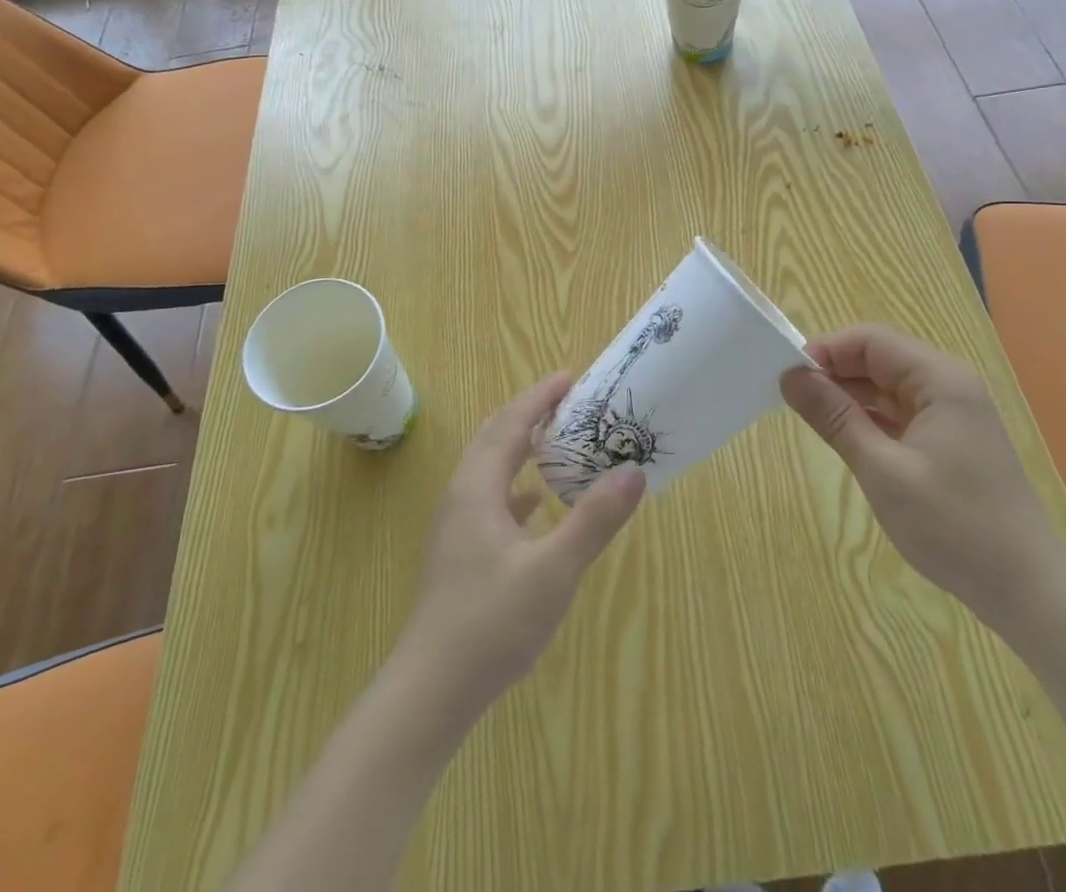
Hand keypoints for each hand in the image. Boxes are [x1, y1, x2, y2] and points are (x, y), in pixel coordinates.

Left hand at [398, 373, 645, 713]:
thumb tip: (633, 471)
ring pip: (489, 466)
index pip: (511, 423)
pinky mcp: (459, 551)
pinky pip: (489, 497)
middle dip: (529, 413)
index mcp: (478, 486)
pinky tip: (536, 503)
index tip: (570, 377)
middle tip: (568, 402)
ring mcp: (456, 524)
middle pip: (495, 436)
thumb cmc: (492, 622)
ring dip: (521, 446)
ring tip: (557, 442)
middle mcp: (462, 494)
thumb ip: (594, 519)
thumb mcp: (553, 570)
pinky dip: (515, 484)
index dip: (540, 396)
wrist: (431, 689)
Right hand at [779, 325, 1065, 634]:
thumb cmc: (955, 527)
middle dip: (834, 372)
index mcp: (939, 379)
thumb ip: (834, 417)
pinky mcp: (951, 440)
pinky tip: (846, 438)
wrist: (1030, 594)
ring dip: (849, 396)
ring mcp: (952, 413)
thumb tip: (790, 375)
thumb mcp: (882, 470)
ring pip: (886, 386)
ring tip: (812, 419)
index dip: (826, 351)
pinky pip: (899, 412)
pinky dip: (869, 418)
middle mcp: (948, 385)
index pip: (869, 340)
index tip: (788, 378)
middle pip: (878, 358)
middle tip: (793, 400)